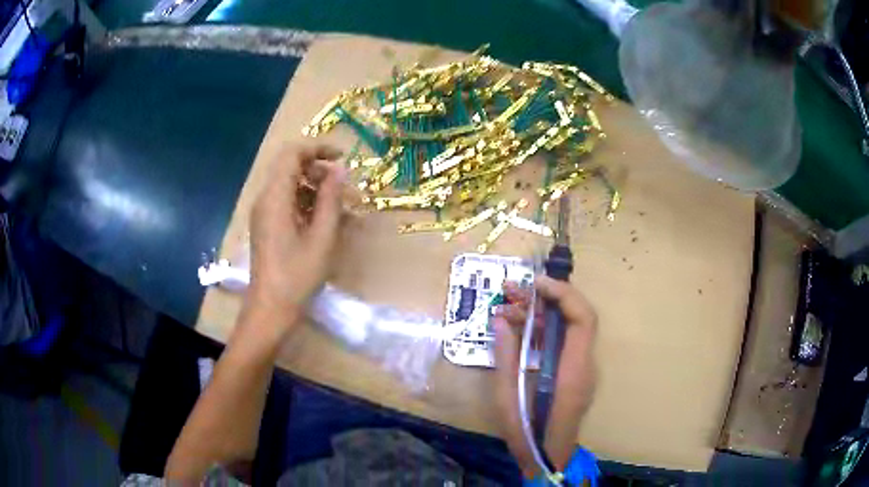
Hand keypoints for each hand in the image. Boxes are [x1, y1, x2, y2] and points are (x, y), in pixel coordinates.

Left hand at [247, 144, 345, 328]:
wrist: (270, 309)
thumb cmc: (297, 275)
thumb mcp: (321, 237)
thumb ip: (331, 199)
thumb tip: (339, 170)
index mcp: (275, 197)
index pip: (292, 154)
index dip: (317, 148)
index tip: (342, 158)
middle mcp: (265, 199)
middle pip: (291, 167)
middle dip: (320, 172)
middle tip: (345, 190)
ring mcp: (264, 213)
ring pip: (290, 185)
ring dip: (316, 190)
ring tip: (341, 209)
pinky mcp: (266, 226)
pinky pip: (287, 203)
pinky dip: (307, 204)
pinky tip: (325, 222)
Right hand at [493, 276, 596, 475]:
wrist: (547, 457)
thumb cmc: (528, 433)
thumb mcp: (507, 397)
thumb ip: (506, 356)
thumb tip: (502, 319)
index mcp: (573, 370)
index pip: (583, 318)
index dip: (563, 294)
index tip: (534, 284)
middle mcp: (584, 364)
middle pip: (575, 316)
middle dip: (545, 297)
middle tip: (511, 289)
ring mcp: (580, 367)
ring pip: (566, 327)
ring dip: (539, 312)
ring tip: (506, 304)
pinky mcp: (572, 371)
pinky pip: (560, 341)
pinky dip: (540, 329)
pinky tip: (515, 326)